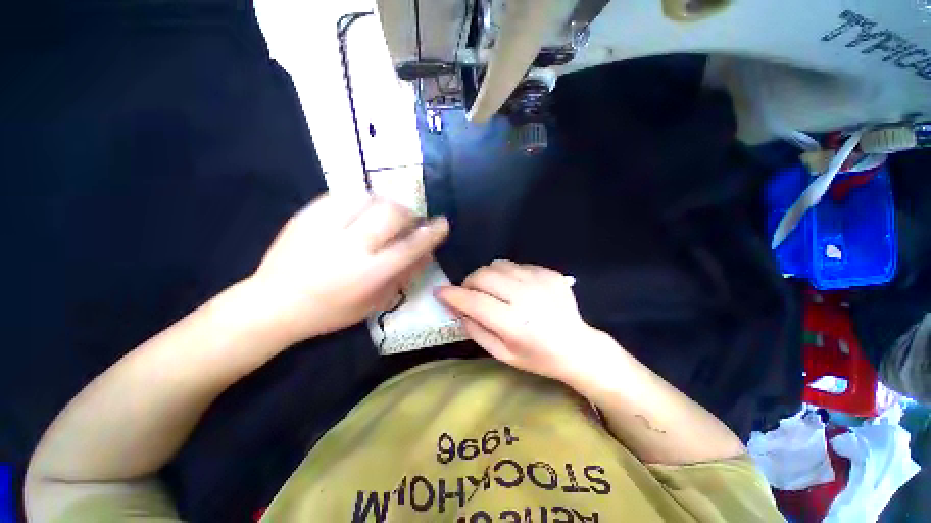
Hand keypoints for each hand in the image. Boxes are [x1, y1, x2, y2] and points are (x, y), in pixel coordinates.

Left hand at [247, 193, 448, 343]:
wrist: (274, 303)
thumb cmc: (331, 311)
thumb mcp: (375, 302)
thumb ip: (404, 276)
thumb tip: (427, 253)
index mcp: (370, 273)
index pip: (412, 245)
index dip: (432, 232)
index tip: (442, 222)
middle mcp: (352, 245)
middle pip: (393, 213)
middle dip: (409, 213)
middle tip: (410, 219)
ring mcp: (327, 226)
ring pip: (370, 198)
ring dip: (387, 203)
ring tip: (385, 214)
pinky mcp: (308, 214)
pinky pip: (344, 195)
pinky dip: (361, 199)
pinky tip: (360, 210)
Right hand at [436, 261, 617, 384]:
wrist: (577, 346)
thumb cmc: (537, 357)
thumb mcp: (502, 354)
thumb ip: (476, 330)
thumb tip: (457, 308)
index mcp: (514, 323)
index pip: (474, 301)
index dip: (452, 295)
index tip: (439, 292)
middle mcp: (526, 297)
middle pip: (484, 275)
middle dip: (469, 282)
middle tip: (470, 293)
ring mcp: (540, 281)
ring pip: (498, 264)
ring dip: (487, 276)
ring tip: (493, 290)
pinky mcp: (549, 273)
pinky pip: (516, 265)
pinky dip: (507, 274)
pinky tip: (515, 289)